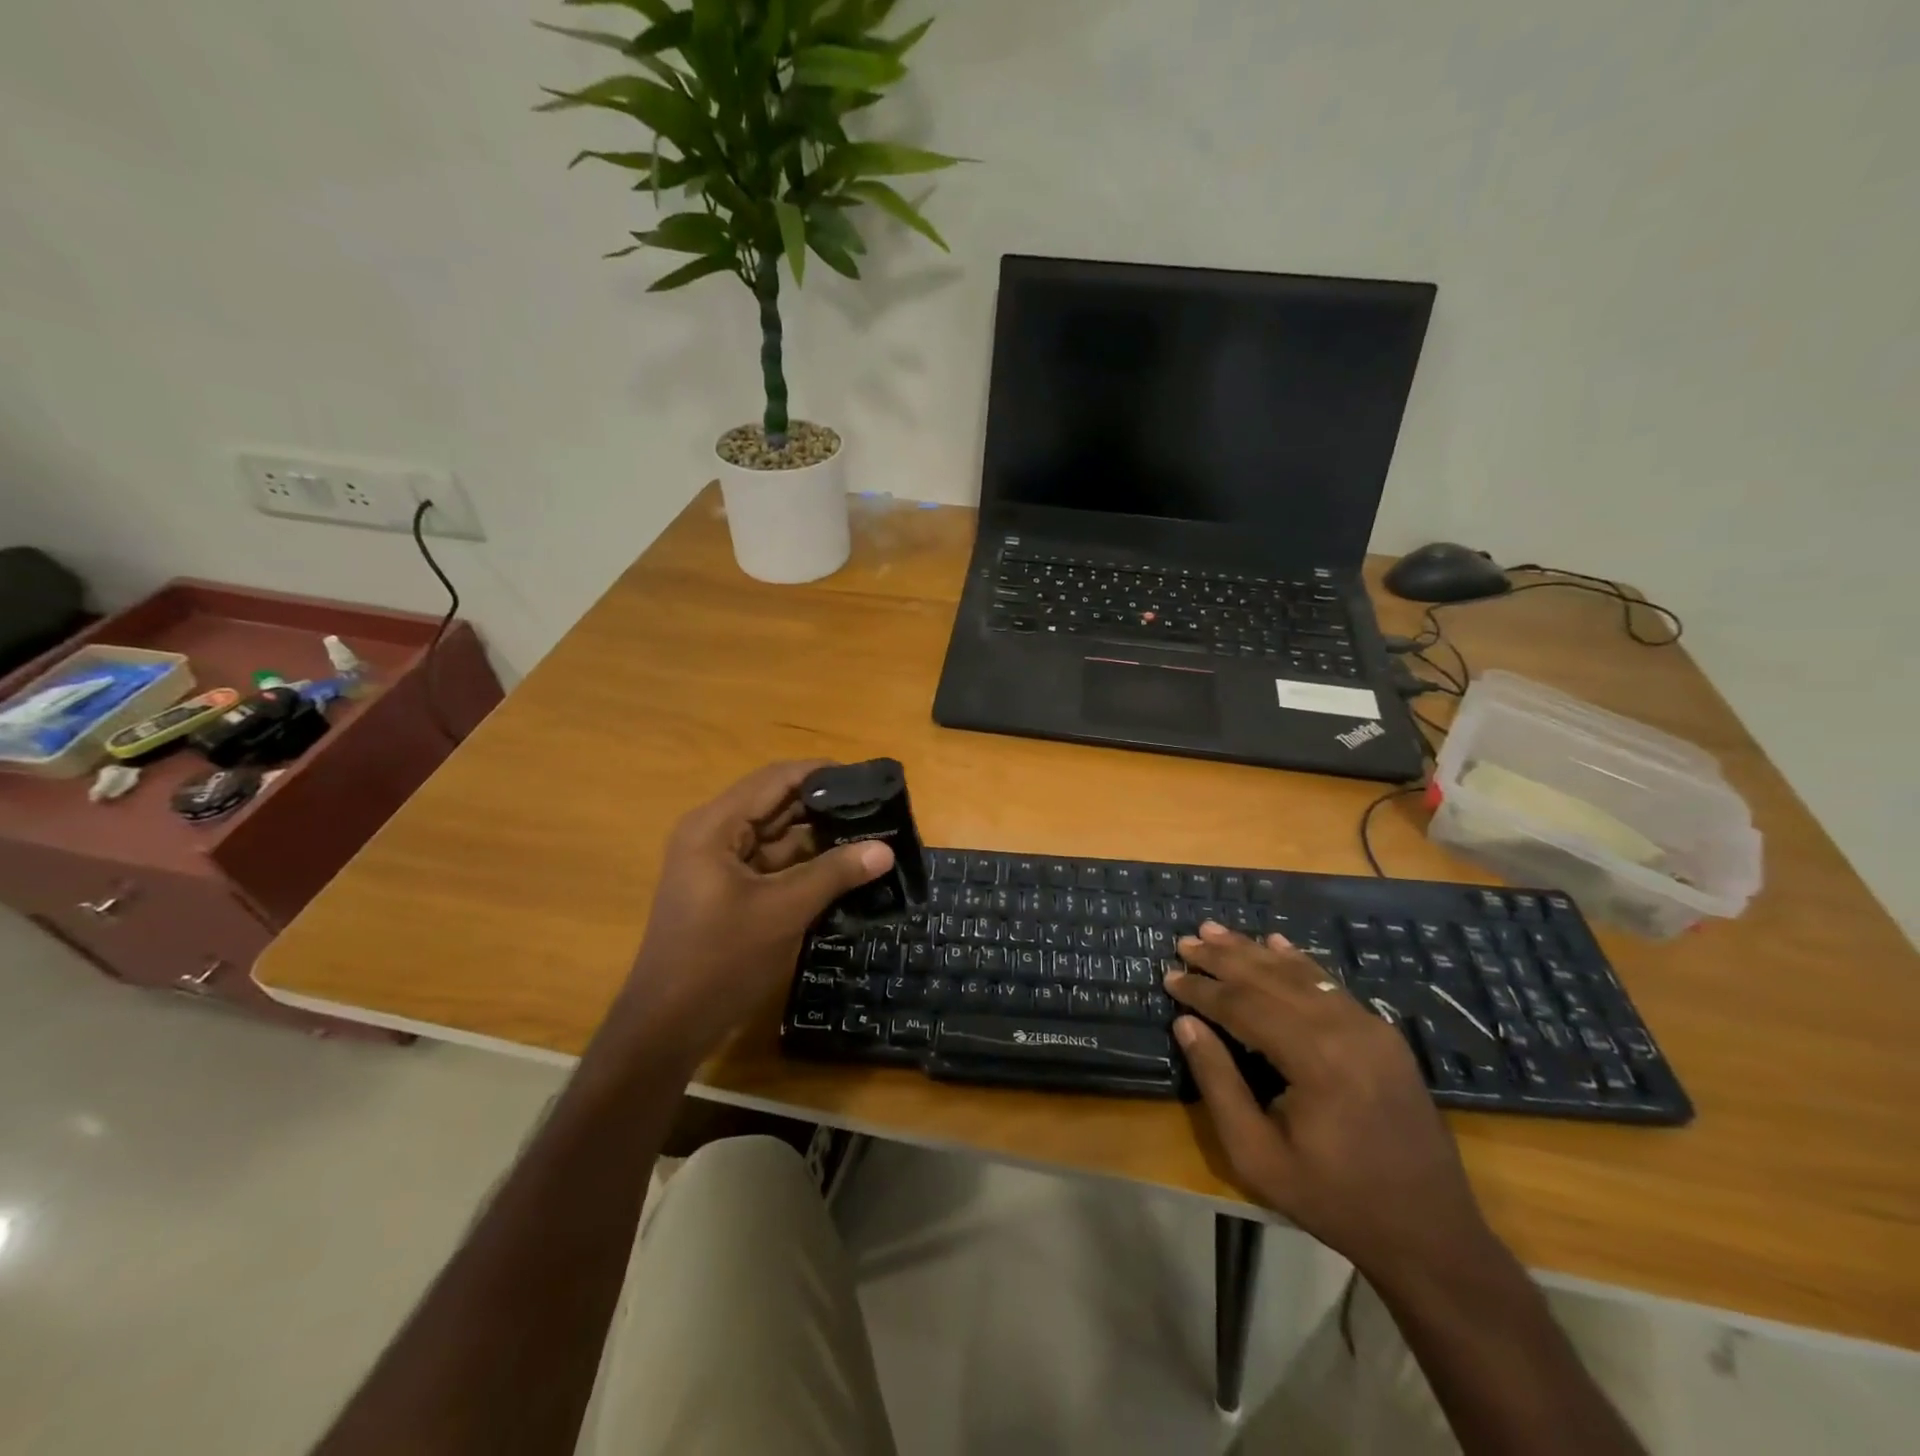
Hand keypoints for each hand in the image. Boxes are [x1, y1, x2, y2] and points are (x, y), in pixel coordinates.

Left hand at [614, 761, 892, 1062]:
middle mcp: (715, 834)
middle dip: (827, 807)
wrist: (667, 1027)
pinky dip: (806, 865)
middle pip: (778, 805)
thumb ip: (834, 874)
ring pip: (779, 837)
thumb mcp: (783, 912)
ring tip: (872, 835)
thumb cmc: (720, 960)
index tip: (868, 780)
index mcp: (716, 825)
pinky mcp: (729, 891)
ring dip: (820, 838)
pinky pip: (773, 865)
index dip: (823, 774)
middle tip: (879, 810)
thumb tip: (885, 850)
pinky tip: (846, 868)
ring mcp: (720, 864)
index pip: (776, 779)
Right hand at [1166, 922, 1492, 1283]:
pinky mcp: (1383, 1035)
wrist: (1429, 1234)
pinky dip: (1297, 962)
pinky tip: (1276, 943)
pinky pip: (1330, 985)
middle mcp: (1345, 1029)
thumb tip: (1186, 1023)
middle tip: (1185, 941)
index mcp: (1315, 1060)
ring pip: (1300, 974)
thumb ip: (1219, 1083)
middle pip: (1270, 979)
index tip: (1169, 977)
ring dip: (1254, 951)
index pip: (1244, 1006)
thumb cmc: (1333, 1199)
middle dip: (1223, 958)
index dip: (1202, 990)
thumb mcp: (1257, 1155)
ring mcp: (1370, 1027)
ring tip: (1215, 931)